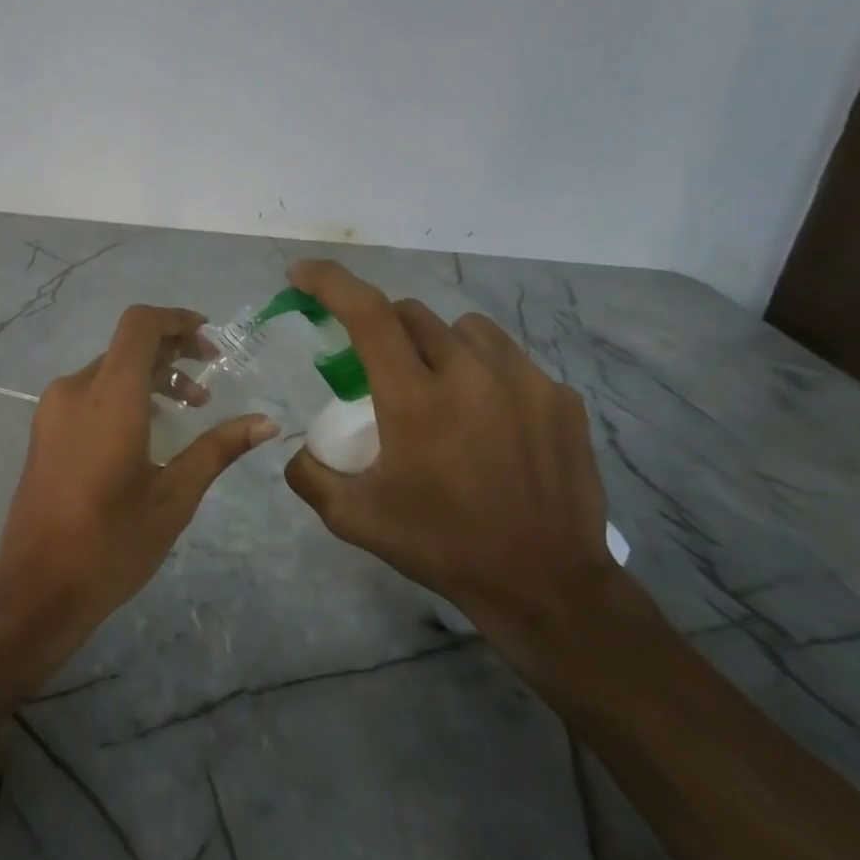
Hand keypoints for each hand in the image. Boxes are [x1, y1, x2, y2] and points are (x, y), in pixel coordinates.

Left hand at [0, 305, 277, 627]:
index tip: (210, 340)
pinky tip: (148, 430)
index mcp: (109, 397)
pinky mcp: (44, 429)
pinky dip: (123, 394)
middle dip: (171, 353)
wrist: (37, 586)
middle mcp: (74, 390)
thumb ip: (218, 449)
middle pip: (126, 346)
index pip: (139, 326)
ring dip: (149, 376)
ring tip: (188, 408)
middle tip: (210, 380)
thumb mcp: (174, 497)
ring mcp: (53, 409)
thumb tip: (266, 422)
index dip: (177, 320)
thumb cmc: (111, 543)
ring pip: (108, 370)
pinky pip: (89, 392)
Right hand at [281, 259, 611, 647]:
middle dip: (382, 329)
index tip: (301, 274)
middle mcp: (471, 375)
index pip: (366, 313)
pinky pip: (508, 360)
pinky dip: (483, 374)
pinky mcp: (561, 398)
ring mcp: (525, 382)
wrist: (545, 584)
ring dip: (436, 345)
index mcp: (415, 400)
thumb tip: (298, 447)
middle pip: (412, 314)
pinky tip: (487, 421)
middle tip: (377, 371)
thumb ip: (309, 474)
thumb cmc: (440, 545)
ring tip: (437, 390)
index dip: (329, 282)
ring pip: (464, 329)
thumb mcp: (354, 519)